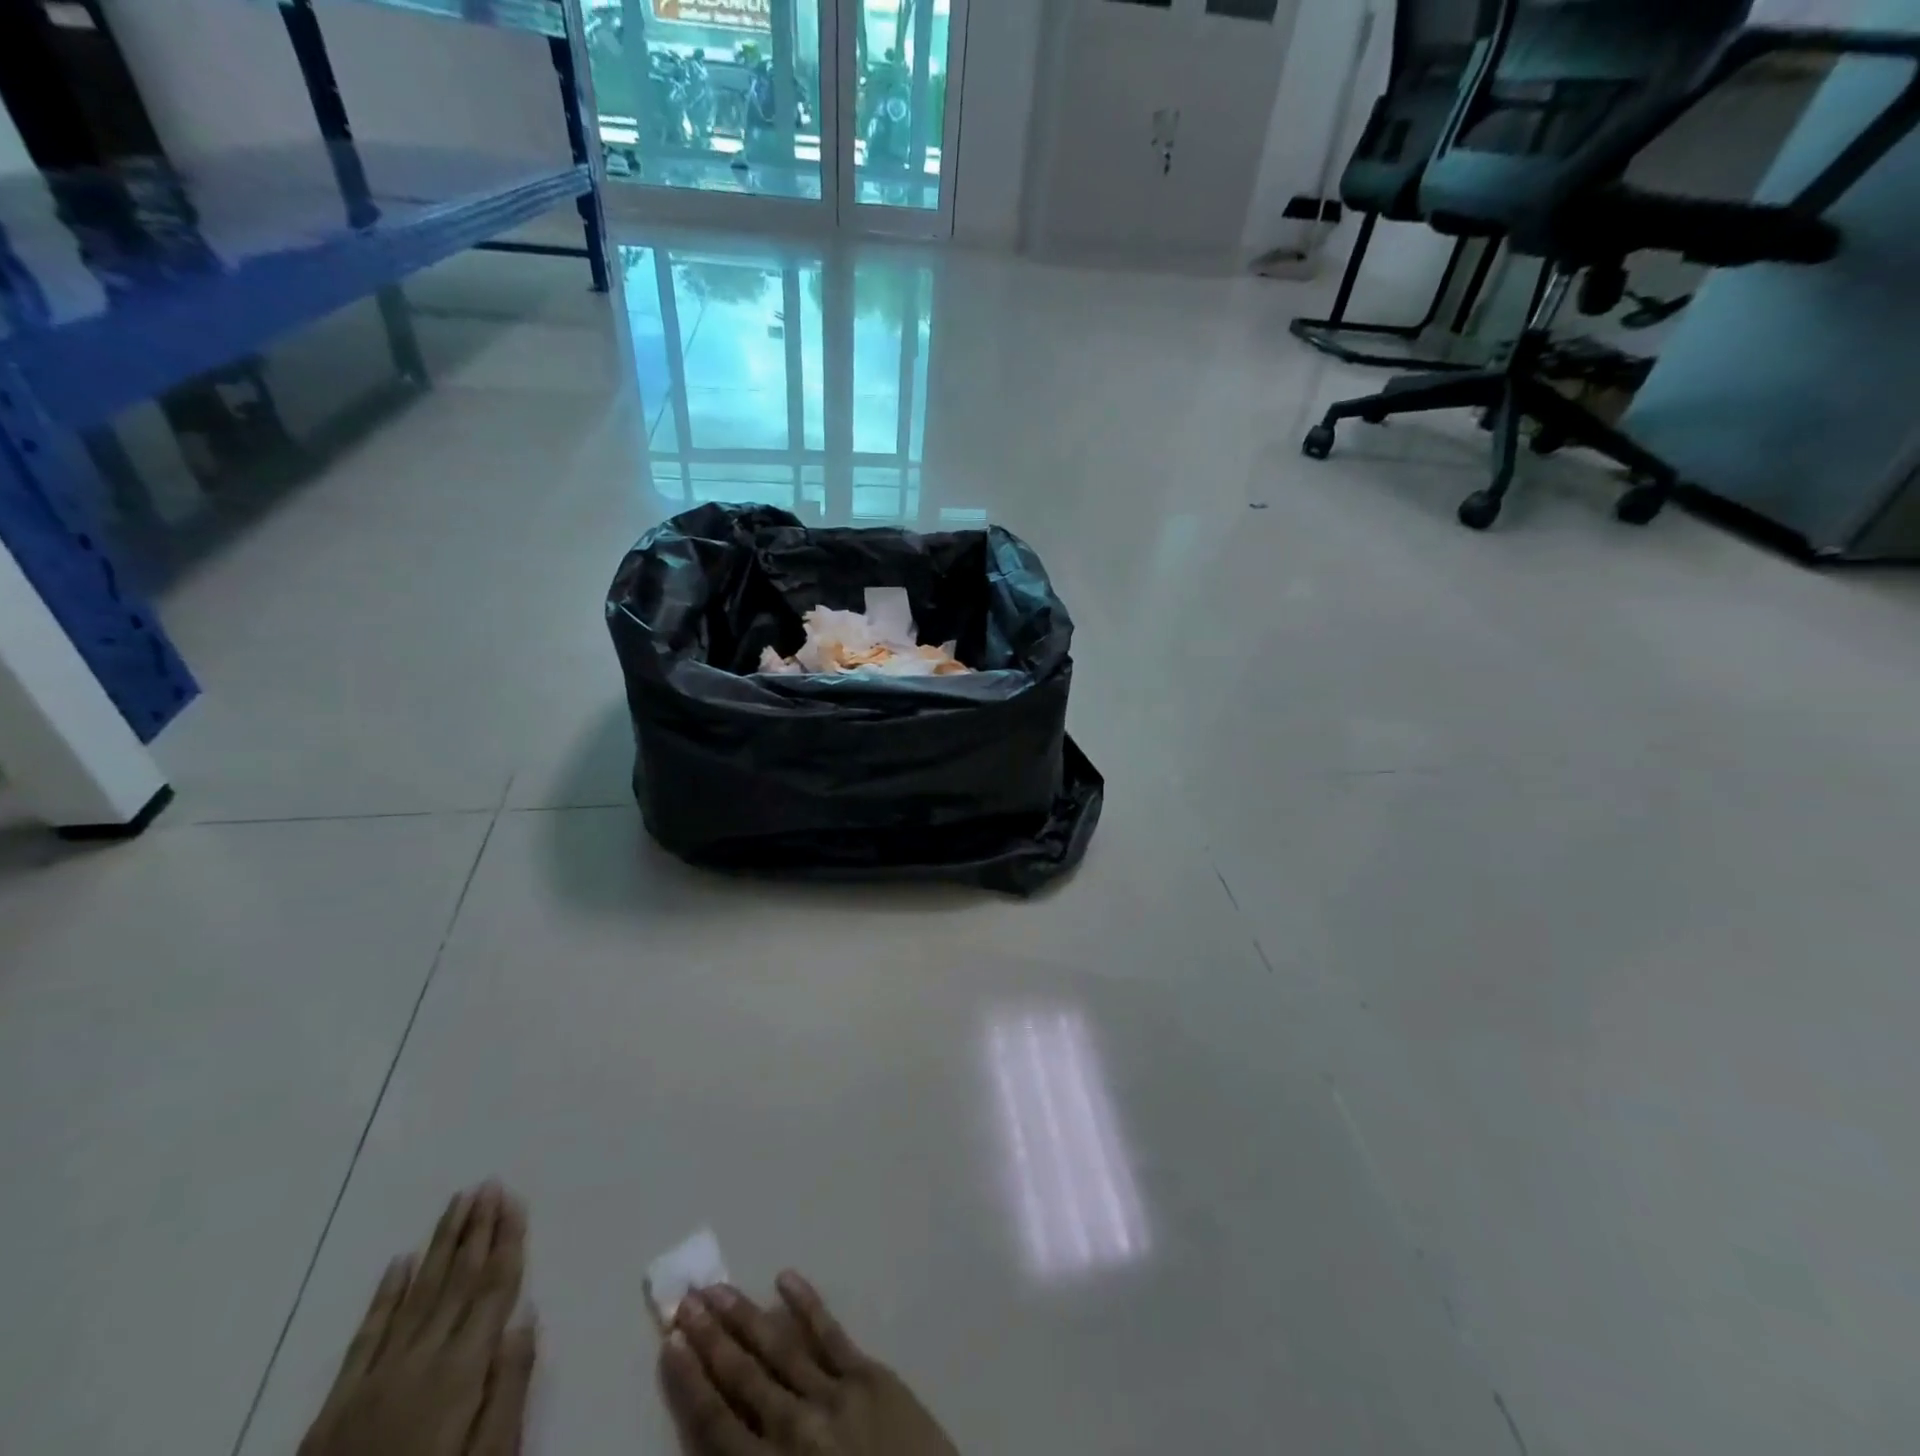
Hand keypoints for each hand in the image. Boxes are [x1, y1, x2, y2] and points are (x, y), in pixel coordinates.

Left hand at [299, 1183, 536, 1455]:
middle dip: (477, 1228)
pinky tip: (399, 1261)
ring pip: (417, 1294)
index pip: (493, 1288)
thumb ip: (509, 1386)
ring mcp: (375, 1378)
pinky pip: (366, 1336)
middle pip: (457, 1281)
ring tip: (457, 1201)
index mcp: (463, 1369)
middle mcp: (421, 1359)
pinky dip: (385, 1295)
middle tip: (489, 1183)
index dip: (507, 1240)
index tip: (514, 1198)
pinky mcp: (337, 1404)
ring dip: (441, 1244)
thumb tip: (527, 1313)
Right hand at [659, 1271, 957, 1455]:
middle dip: (710, 1338)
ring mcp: (834, 1396)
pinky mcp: (869, 1376)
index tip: (669, 1345)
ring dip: (746, 1316)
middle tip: (685, 1300)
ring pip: (779, 1347)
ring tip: (718, 1288)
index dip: (690, 1383)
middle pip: (742, 1376)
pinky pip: (830, 1333)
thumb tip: (719, 1436)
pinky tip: (785, 1278)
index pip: (716, 1424)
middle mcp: (795, 1429)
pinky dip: (806, 1304)